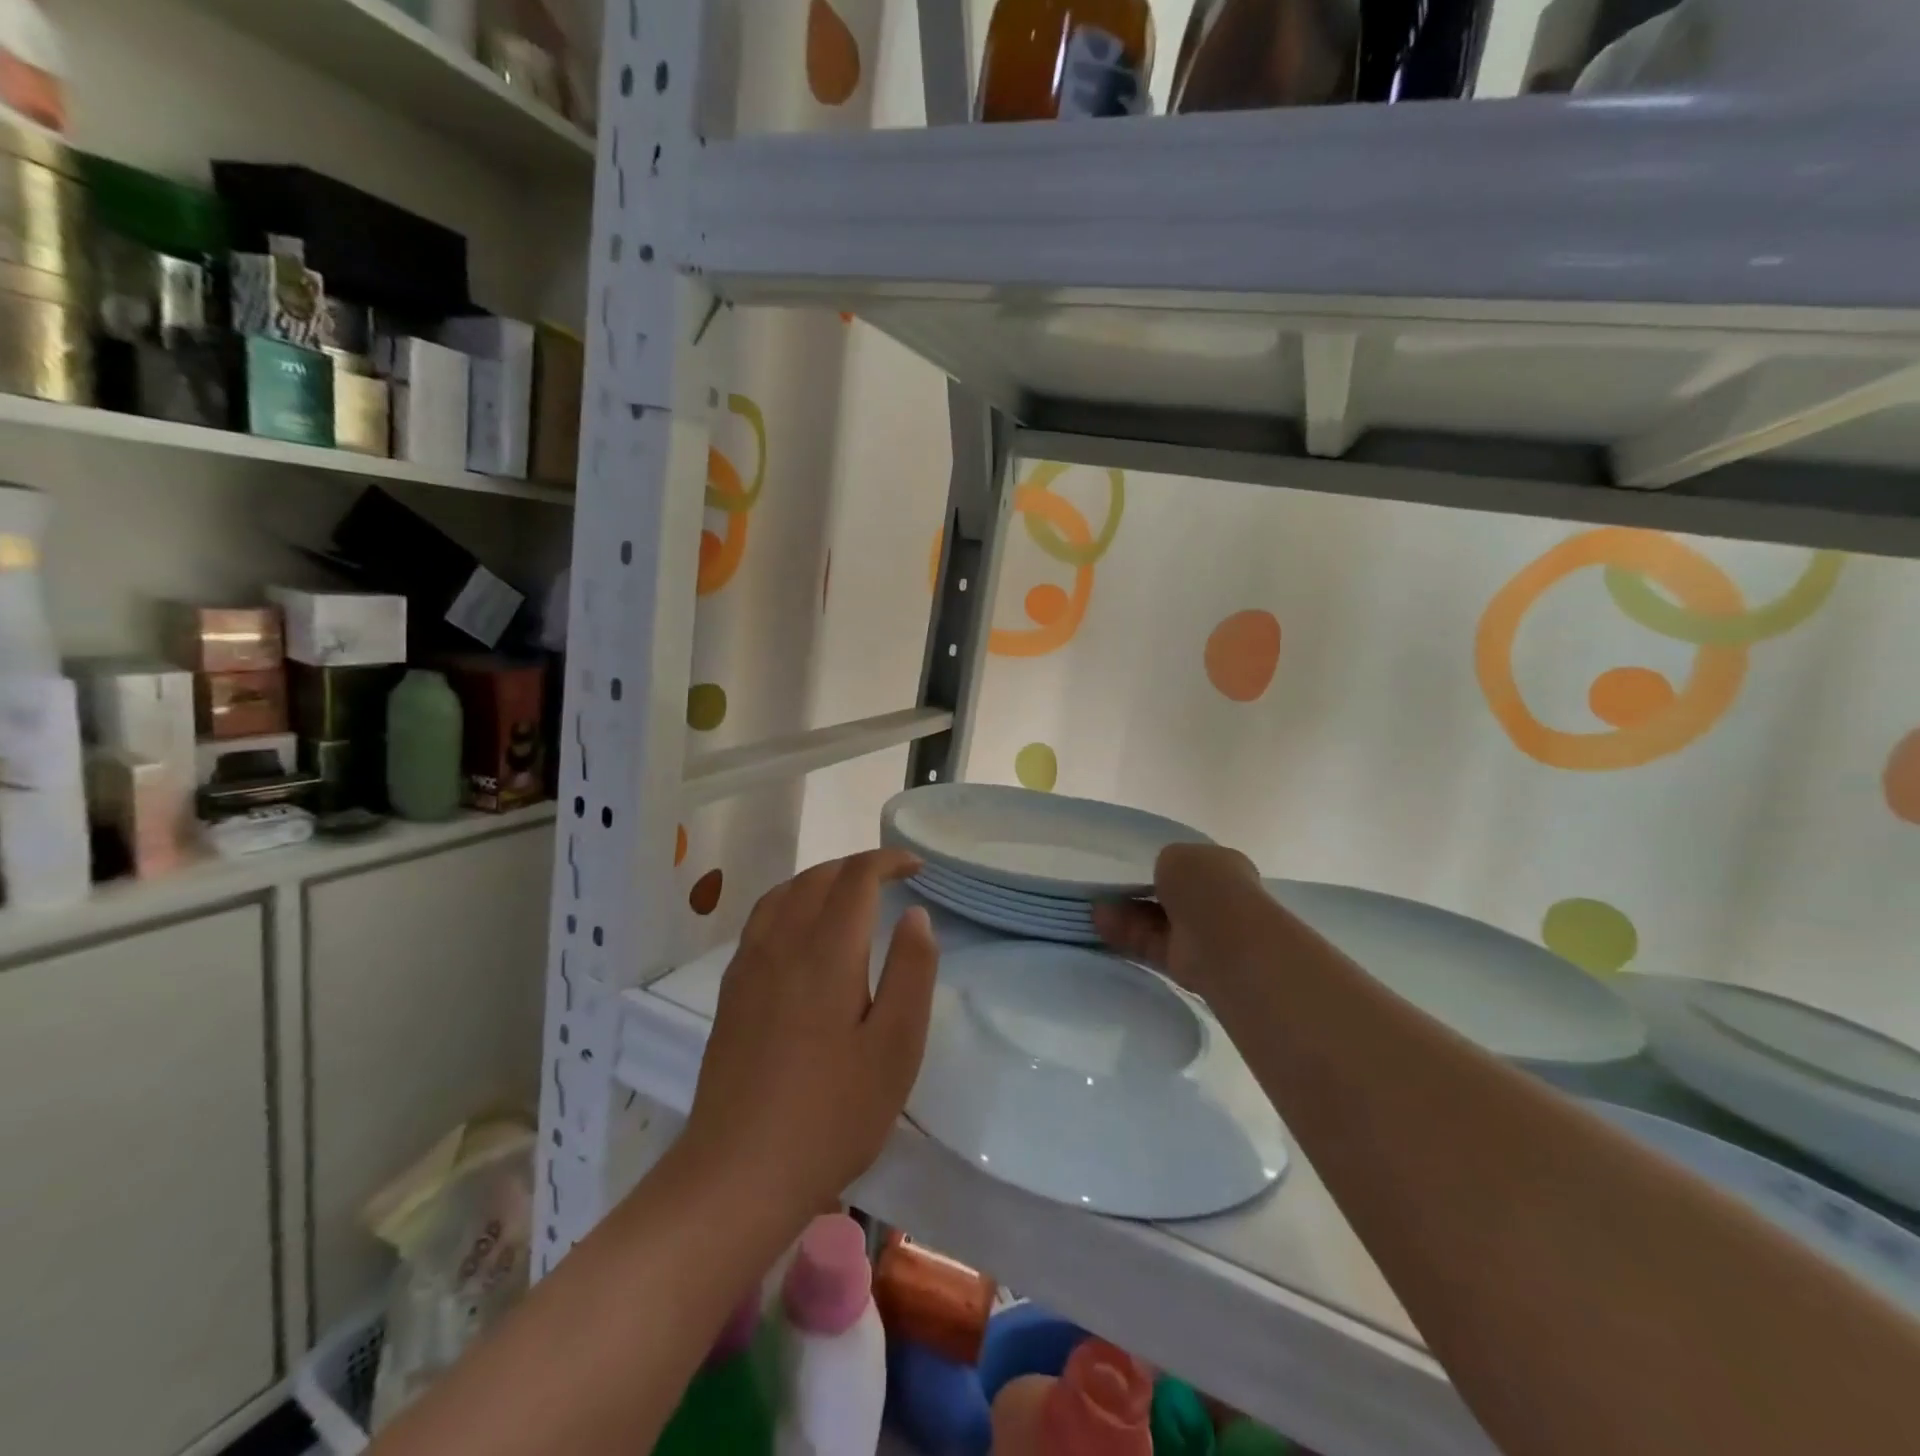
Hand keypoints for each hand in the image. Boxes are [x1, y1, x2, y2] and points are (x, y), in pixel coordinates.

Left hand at [684, 848, 938, 1220]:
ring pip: (783, 894)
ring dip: (820, 879)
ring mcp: (748, 967)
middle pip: (817, 878)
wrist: (738, 1174)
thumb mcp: (896, 1047)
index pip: (855, 878)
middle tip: (891, 878)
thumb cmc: (832, 1114)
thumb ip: (911, 972)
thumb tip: (915, 915)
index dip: (887, 861)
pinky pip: (761, 920)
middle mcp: (781, 945)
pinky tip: (802, 932)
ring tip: (849, 894)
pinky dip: (791, 902)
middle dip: (856, 866)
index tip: (916, 866)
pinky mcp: (731, 992)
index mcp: (826, 952)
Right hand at [1093, 843, 1262, 1004]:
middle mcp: (1215, 902)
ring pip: (1157, 922)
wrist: (1223, 939)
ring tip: (1093, 911)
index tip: (1134, 870)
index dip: (1164, 868)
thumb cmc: (1206, 886)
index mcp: (1223, 869)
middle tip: (1106, 893)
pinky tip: (1099, 926)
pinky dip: (1126, 936)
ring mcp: (1201, 934)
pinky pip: (1150, 944)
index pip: (1191, 867)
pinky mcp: (1184, 962)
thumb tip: (1158, 881)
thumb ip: (1164, 865)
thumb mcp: (1177, 855)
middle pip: (1170, 897)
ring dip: (1127, 916)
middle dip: (1139, 895)